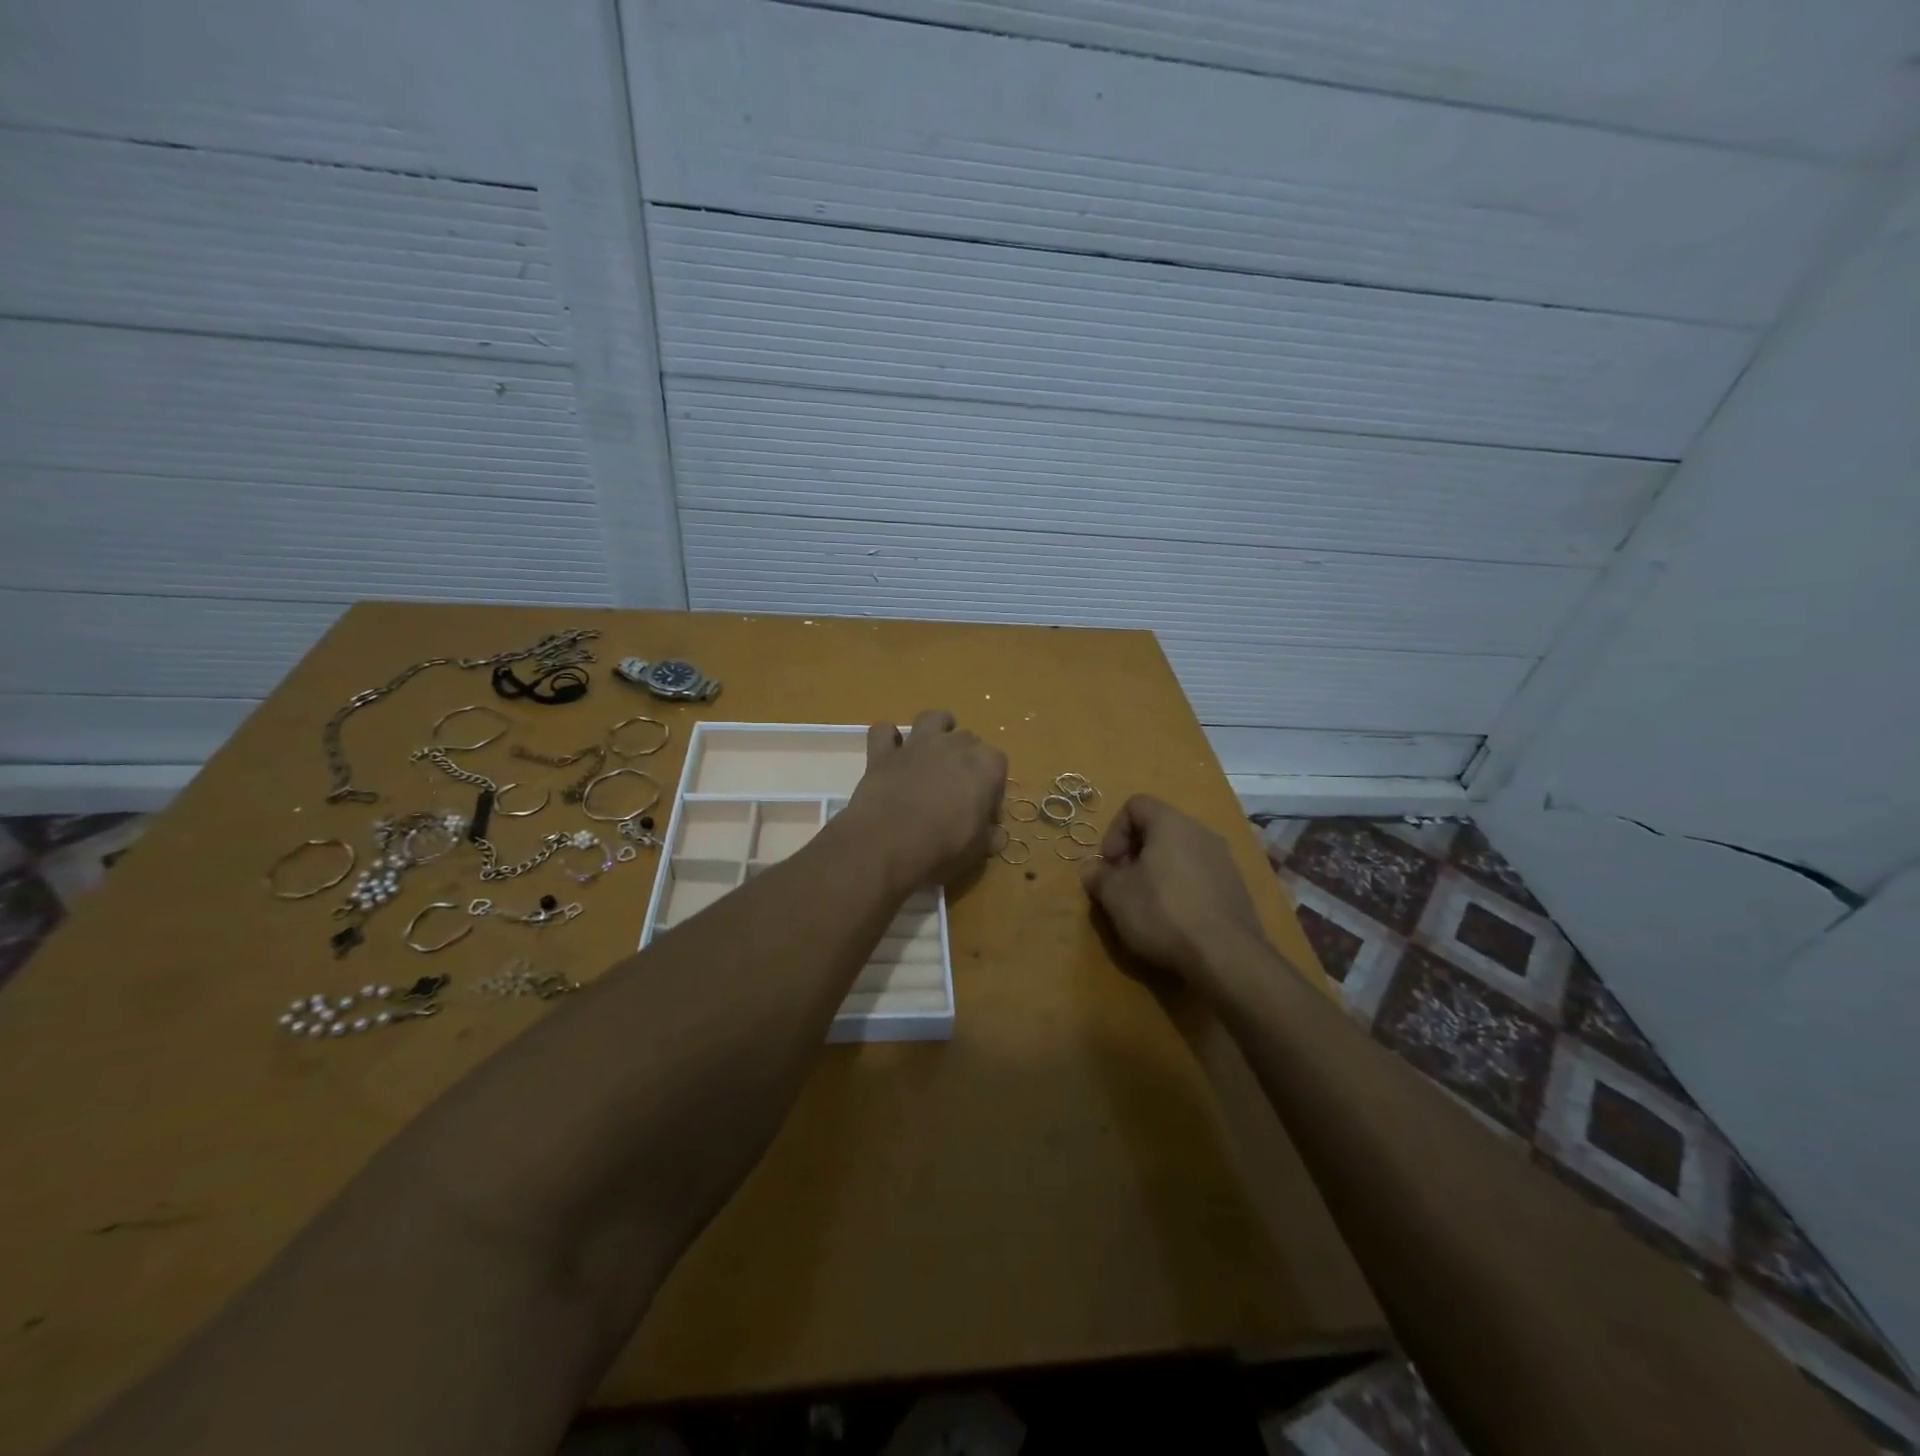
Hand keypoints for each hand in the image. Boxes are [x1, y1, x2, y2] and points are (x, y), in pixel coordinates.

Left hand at [844, 709, 1006, 890]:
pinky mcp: (882, 752)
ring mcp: (917, 744)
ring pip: (932, 718)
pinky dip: (888, 738)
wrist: (887, 844)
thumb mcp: (978, 850)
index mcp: (986, 765)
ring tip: (933, 752)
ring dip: (936, 729)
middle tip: (957, 791)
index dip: (992, 788)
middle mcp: (954, 744)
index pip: (998, 765)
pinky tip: (891, 753)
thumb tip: (995, 834)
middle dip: (966, 760)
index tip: (984, 812)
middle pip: (968, 740)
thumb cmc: (943, 848)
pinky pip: (884, 731)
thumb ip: (990, 836)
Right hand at [1079, 795, 1267, 994]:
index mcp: (1171, 824)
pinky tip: (1175, 919)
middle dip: (1135, 853)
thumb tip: (1092, 869)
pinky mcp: (1236, 888)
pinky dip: (1181, 888)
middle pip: (1159, 829)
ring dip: (1158, 871)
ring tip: (1147, 905)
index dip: (1114, 831)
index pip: (1135, 805)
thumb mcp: (1115, 895)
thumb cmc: (1163, 913)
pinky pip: (1199, 875)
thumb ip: (1098, 876)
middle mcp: (1202, 832)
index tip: (1110, 864)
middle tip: (1123, 885)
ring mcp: (1224, 860)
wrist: (1226, 956)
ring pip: (1180, 853)